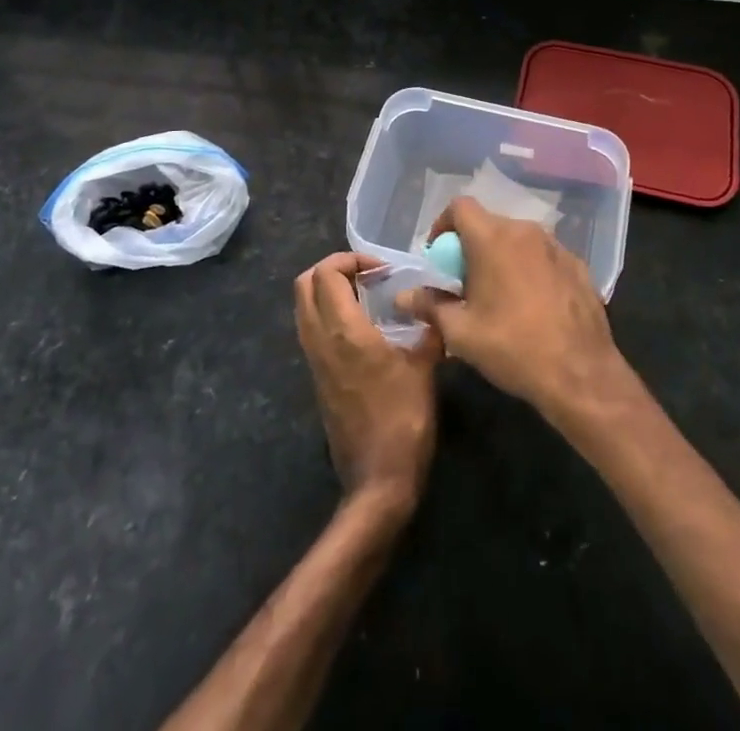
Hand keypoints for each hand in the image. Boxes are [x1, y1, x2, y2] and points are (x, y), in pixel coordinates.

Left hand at [294, 252, 440, 517]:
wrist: (378, 480)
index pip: (326, 273)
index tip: (381, 269)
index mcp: (344, 332)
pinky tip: (363, 326)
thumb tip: (435, 305)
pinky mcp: (318, 379)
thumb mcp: (424, 367)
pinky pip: (312, 330)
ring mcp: (315, 361)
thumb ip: (427, 328)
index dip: (350, 259)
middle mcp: (320, 341)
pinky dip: (329, 314)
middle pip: (304, 285)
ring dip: (328, 291)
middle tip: (366, 274)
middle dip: (332, 269)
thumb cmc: (404, 420)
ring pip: (304, 308)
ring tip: (366, 296)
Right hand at [398, 198, 628, 423]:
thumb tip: (403, 296)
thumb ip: (430, 306)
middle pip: (489, 224)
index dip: (443, 225)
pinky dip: (531, 270)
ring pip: (518, 240)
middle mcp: (526, 231)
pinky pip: (544, 257)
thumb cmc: (512, 347)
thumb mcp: (461, 332)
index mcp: (493, 238)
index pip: (460, 207)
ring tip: (499, 296)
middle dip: (472, 247)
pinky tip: (533, 306)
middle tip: (465, 284)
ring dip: (502, 257)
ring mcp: (556, 246)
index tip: (439, 257)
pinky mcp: (578, 266)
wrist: (580, 374)